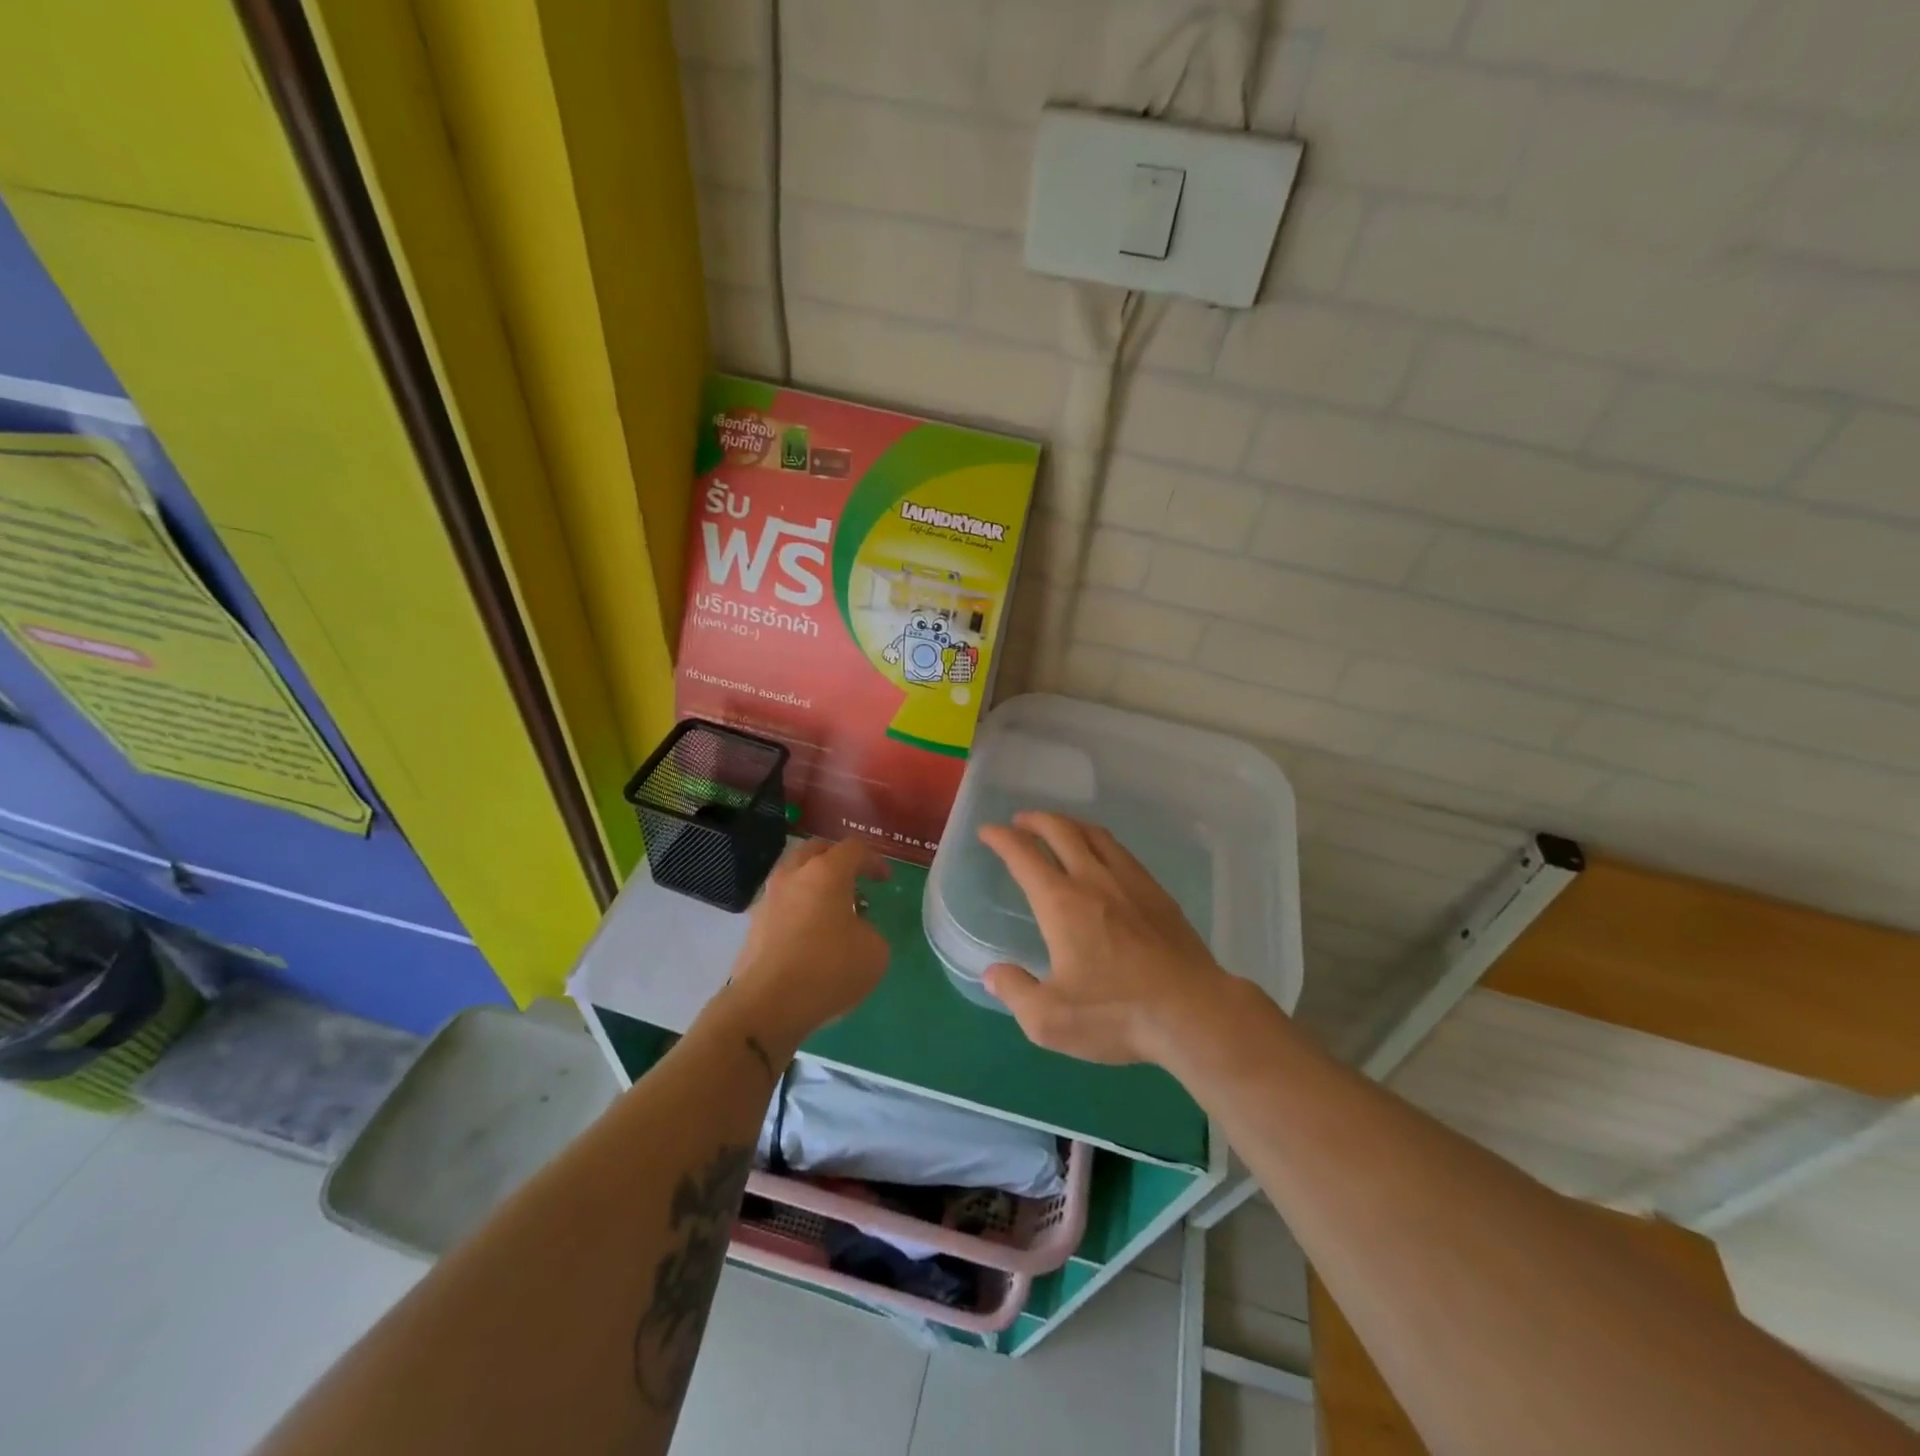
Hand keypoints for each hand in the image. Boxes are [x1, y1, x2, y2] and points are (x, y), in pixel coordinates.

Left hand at [723, 837, 891, 1052]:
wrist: (767, 1006)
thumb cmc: (828, 969)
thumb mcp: (875, 952)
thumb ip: (870, 931)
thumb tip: (855, 931)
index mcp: (826, 872)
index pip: (854, 848)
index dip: (874, 861)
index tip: (885, 881)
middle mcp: (793, 876)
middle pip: (816, 850)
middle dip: (837, 861)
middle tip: (854, 882)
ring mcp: (768, 900)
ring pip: (794, 876)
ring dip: (814, 885)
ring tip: (831, 913)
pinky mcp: (753, 926)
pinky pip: (782, 905)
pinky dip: (798, 910)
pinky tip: (809, 937)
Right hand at [979, 812, 1237, 1066]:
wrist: (1193, 1012)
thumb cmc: (1116, 1014)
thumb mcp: (1050, 1019)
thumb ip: (1015, 992)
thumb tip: (994, 973)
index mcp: (1061, 903)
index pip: (1024, 856)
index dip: (1002, 838)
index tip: (988, 831)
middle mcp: (1094, 880)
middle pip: (1061, 831)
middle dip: (1036, 820)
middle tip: (1020, 822)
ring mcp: (1131, 882)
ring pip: (1095, 835)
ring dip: (1070, 824)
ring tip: (1058, 828)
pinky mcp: (1158, 893)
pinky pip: (1122, 852)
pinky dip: (1100, 842)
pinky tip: (1103, 856)